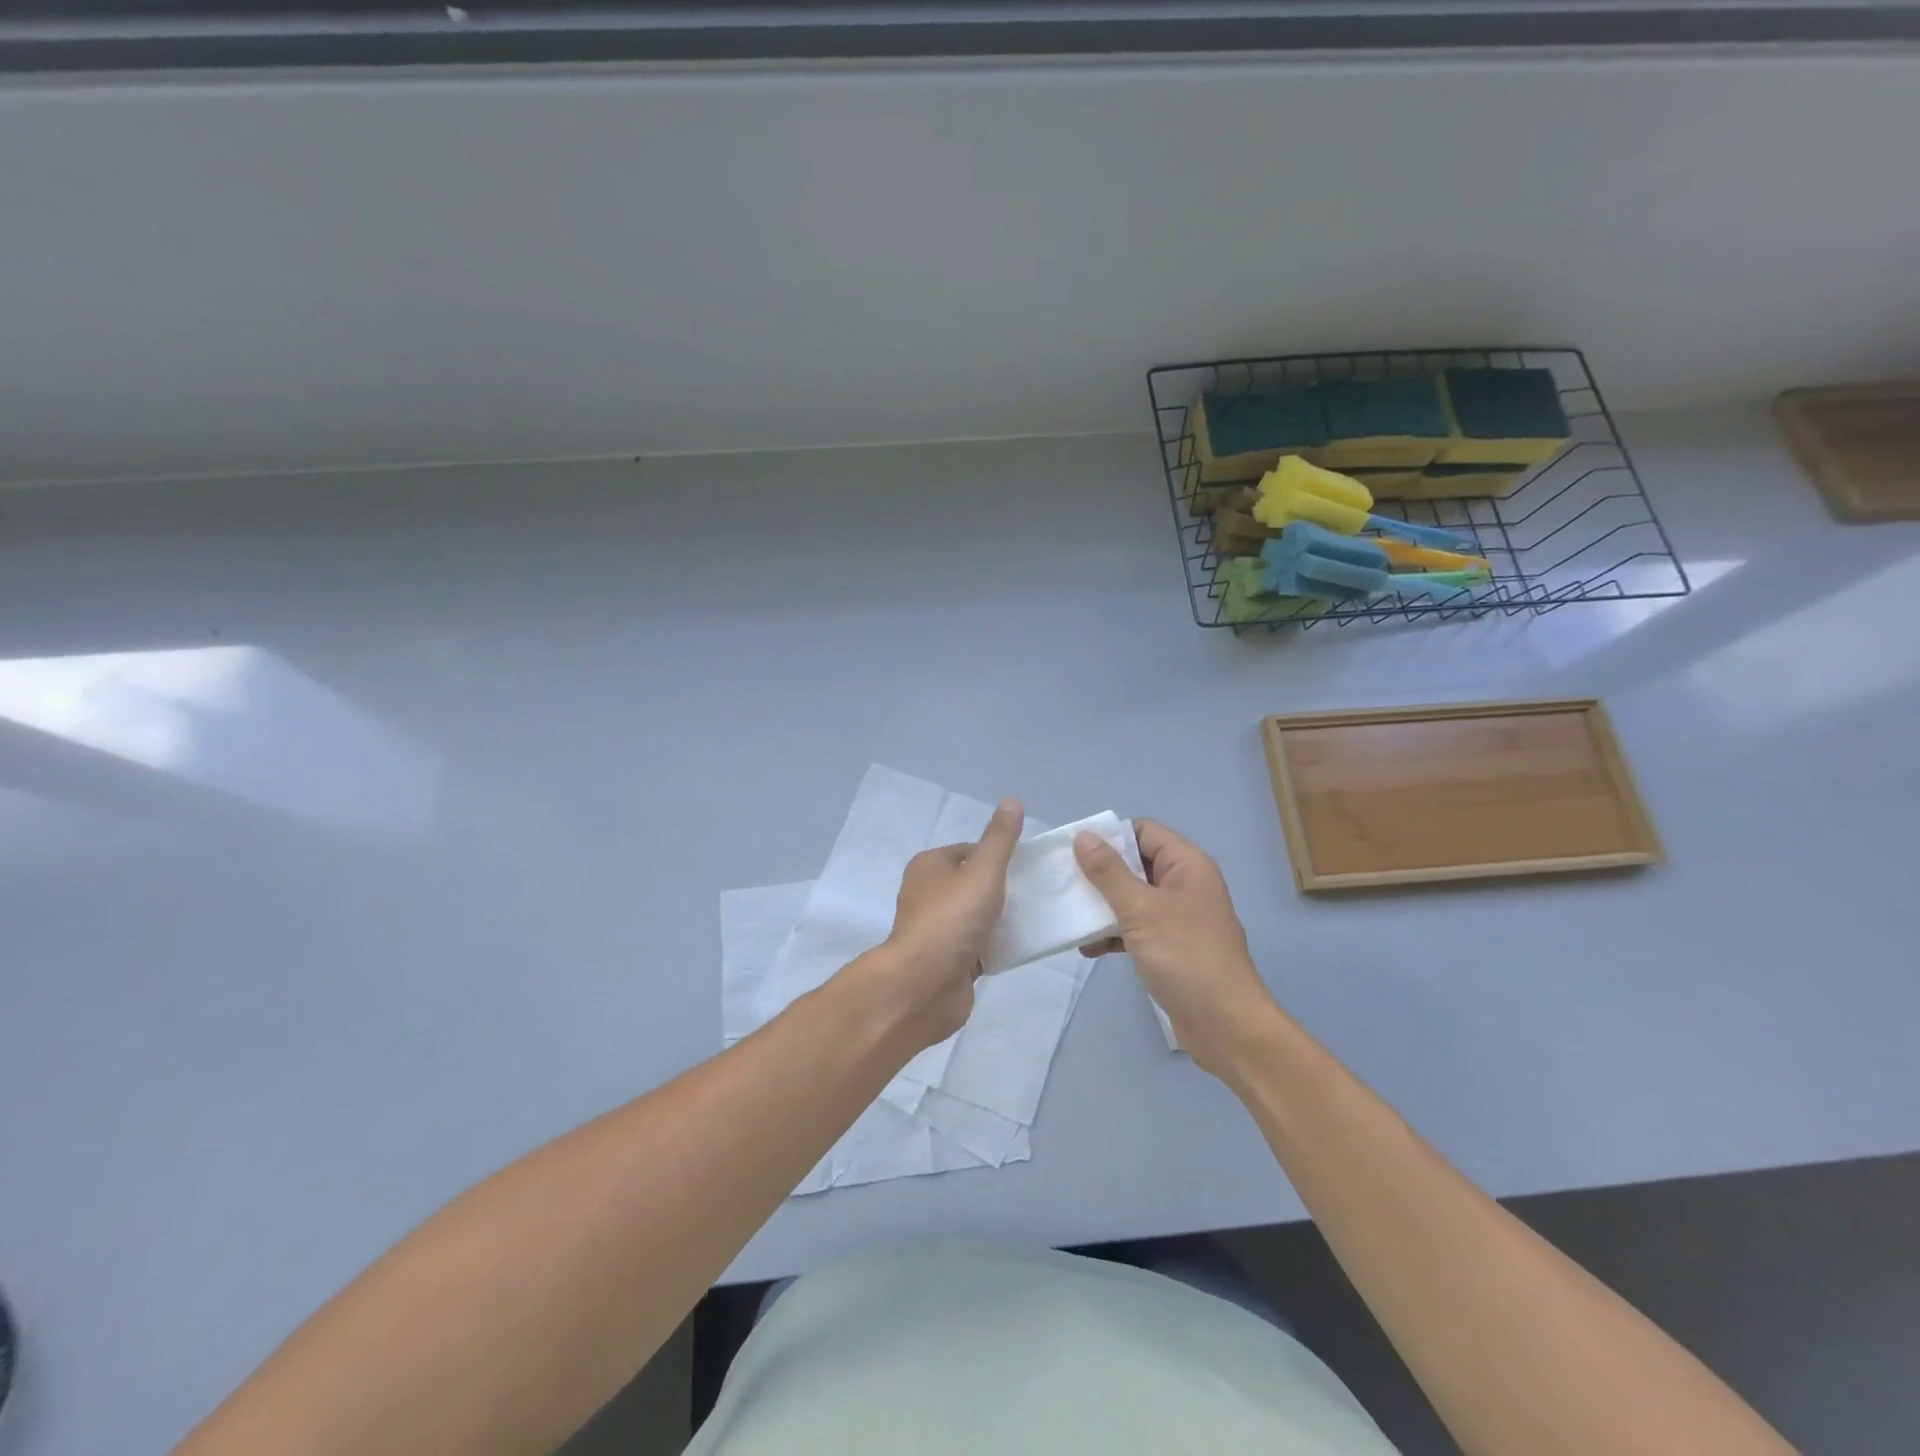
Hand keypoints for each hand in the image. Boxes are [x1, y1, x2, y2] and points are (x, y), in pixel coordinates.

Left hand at [842, 797, 1023, 1053]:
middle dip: (1005, 888)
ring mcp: (937, 929)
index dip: (998, 856)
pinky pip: (980, 946)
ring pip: (978, 916)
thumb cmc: (951, 919)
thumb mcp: (982, 870)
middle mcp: (929, 894)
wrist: (924, 986)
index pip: (970, 851)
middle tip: (1038, 893)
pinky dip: (998, 946)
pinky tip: (1023, 946)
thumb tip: (1012, 800)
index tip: (1029, 867)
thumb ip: (1000, 839)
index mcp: (929, 866)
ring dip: (1003, 919)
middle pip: (975, 883)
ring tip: (1037, 919)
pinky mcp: (948, 960)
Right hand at [1074, 819, 1279, 1077]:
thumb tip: (1083, 836)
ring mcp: (1178, 917)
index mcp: (1186, 865)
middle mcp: (1184, 884)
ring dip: (1103, 907)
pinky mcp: (1171, 946)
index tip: (1075, 851)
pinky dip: (1114, 934)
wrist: (1226, 1025)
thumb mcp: (1140, 910)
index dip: (1111, 837)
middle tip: (1065, 883)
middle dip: (1100, 874)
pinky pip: (1137, 927)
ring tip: (1071, 918)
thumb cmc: (1185, 956)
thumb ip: (1109, 873)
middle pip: (1135, 864)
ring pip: (1133, 898)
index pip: (1143, 831)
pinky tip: (1089, 949)